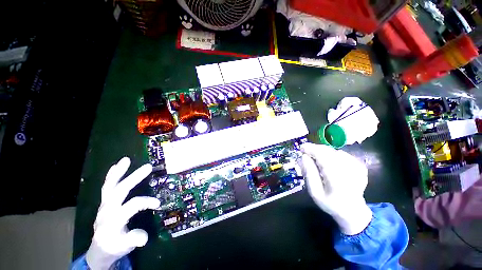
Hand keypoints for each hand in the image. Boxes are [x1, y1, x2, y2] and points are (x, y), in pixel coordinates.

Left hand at [85, 157, 159, 269]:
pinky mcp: (104, 202)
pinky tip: (116, 166)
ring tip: (126, 160)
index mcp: (113, 221)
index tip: (158, 203)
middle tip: (148, 167)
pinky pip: (106, 186)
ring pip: (110, 186)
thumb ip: (134, 240)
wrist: (100, 248)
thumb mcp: (125, 247)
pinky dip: (111, 175)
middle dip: (134, 178)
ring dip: (118, 172)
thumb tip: (144, 237)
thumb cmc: (115, 246)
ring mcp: (104, 204)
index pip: (131, 206)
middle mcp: (107, 210)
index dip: (146, 202)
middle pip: (120, 191)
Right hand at [298, 143, 371, 234]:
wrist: (353, 211)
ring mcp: (356, 167)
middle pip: (328, 151)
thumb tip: (303, 157)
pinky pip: (341, 154)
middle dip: (315, 149)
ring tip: (315, 159)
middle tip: (306, 152)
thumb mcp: (315, 192)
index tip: (301, 148)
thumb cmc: (330, 203)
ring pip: (334, 151)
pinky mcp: (359, 166)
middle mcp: (348, 170)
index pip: (322, 156)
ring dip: (322, 152)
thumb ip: (309, 174)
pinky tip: (328, 162)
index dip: (310, 149)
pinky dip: (331, 155)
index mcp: (336, 178)